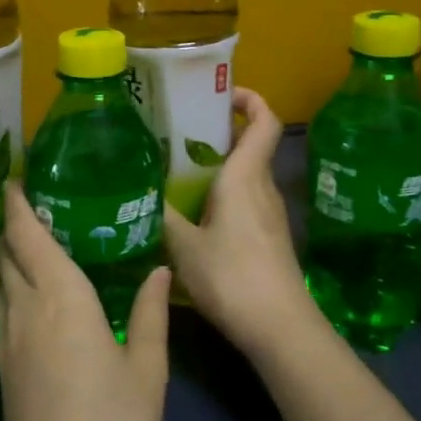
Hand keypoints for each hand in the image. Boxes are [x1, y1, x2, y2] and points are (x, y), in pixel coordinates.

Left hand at [0, 182, 170, 420]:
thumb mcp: (147, 371)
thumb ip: (152, 313)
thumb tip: (159, 269)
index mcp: (62, 300)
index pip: (27, 238)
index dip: (15, 205)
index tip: (12, 177)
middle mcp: (26, 313)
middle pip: (5, 256)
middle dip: (9, 224)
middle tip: (26, 200)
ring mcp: (8, 345)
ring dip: (6, 255)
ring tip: (26, 238)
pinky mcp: (2, 373)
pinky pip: (0, 311)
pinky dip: (8, 287)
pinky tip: (28, 294)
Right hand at [163, 87, 324, 360]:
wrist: (279, 327)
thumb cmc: (231, 276)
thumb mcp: (183, 246)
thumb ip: (162, 216)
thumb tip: (140, 195)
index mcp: (245, 176)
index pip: (263, 121)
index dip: (249, 99)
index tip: (221, 94)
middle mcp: (263, 188)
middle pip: (250, 147)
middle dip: (219, 135)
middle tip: (179, 137)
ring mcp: (270, 215)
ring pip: (247, 177)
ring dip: (219, 169)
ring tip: (178, 176)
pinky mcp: (270, 239)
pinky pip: (247, 202)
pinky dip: (225, 197)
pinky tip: (196, 217)